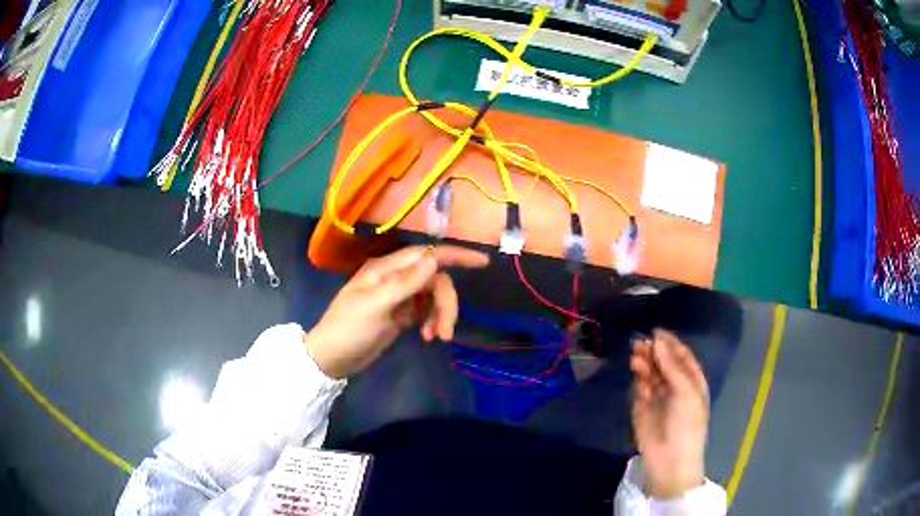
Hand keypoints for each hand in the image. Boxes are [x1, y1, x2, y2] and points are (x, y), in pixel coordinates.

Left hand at [304, 246, 489, 378]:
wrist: (331, 358)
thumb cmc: (348, 330)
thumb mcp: (375, 307)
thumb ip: (405, 283)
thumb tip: (434, 259)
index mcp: (386, 269)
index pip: (427, 255)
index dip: (456, 256)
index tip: (482, 262)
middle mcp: (395, 278)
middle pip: (435, 279)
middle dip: (446, 303)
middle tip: (447, 332)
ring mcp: (399, 297)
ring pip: (433, 296)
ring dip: (441, 315)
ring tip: (437, 338)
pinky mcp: (401, 314)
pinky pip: (427, 311)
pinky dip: (433, 322)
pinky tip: (428, 337)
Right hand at [630, 329, 708, 499]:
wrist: (670, 458)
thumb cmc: (686, 423)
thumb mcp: (685, 391)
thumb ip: (671, 365)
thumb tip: (657, 339)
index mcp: (692, 380)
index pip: (681, 355)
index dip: (670, 343)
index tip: (656, 331)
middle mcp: (675, 385)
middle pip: (663, 361)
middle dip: (654, 351)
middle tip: (639, 342)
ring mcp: (659, 396)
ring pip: (651, 372)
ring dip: (644, 362)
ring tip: (636, 355)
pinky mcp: (643, 407)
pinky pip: (641, 386)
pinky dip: (639, 378)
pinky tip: (637, 374)